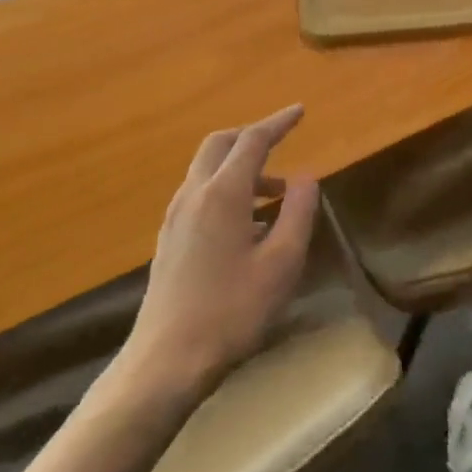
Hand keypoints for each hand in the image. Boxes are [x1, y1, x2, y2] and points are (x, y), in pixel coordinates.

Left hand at [121, 105, 318, 401]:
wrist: (166, 360)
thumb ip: (297, 213)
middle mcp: (194, 194)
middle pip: (220, 144)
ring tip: (275, 194)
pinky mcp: (169, 238)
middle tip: (281, 142)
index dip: (278, 122)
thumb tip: (305, 176)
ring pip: (207, 169)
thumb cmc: (232, 312)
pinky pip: (199, 193)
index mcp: (223, 193)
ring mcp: (176, 216)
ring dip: (240, 167)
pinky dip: (226, 188)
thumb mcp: (282, 264)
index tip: (299, 111)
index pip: (253, 140)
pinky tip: (247, 223)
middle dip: (251, 136)